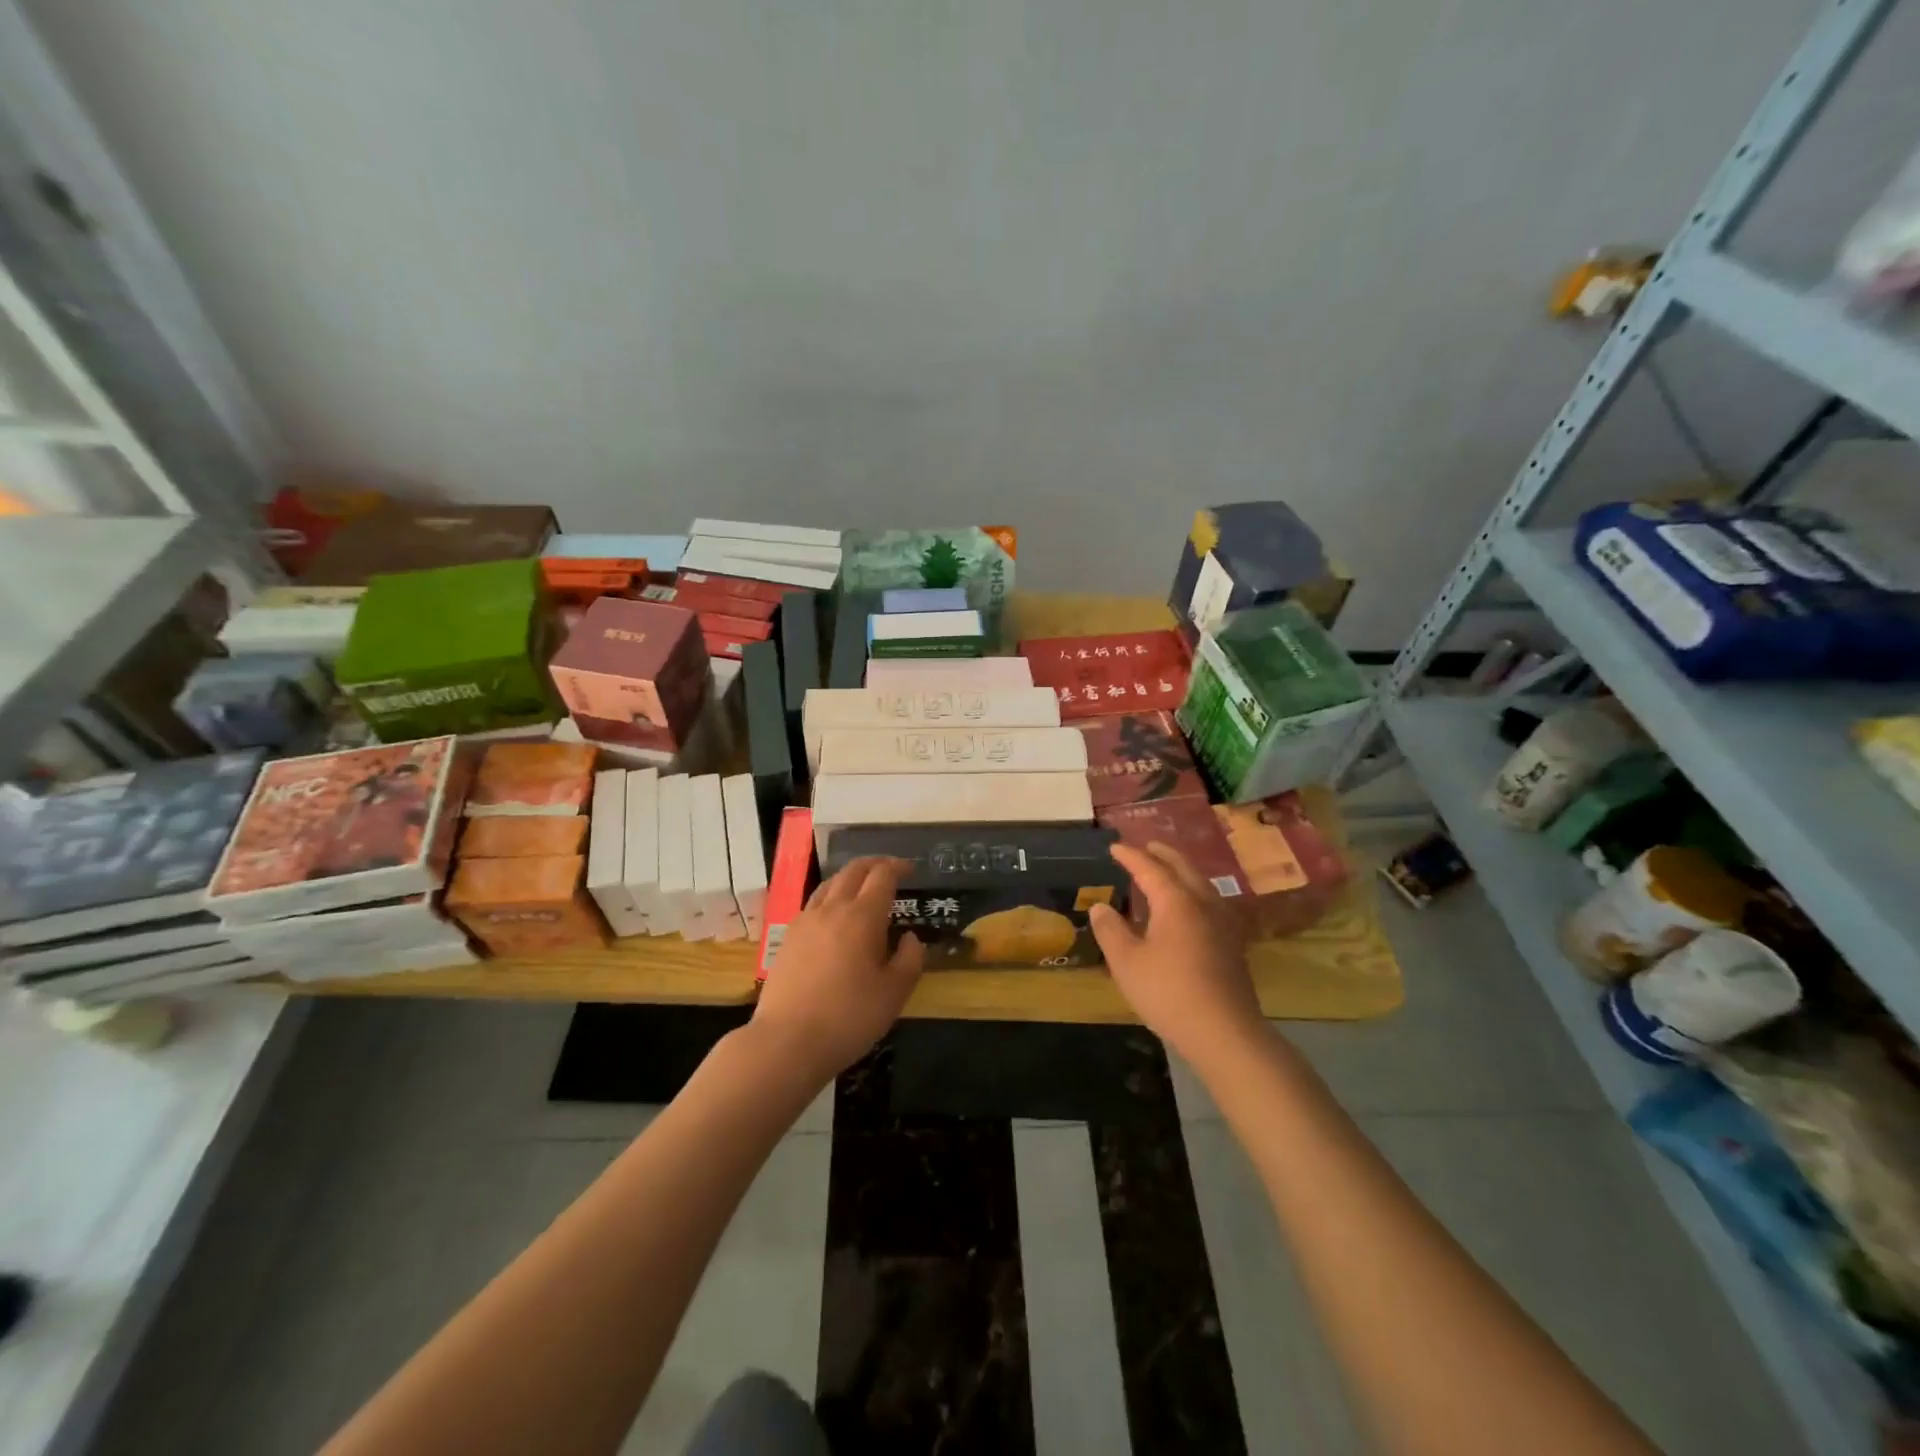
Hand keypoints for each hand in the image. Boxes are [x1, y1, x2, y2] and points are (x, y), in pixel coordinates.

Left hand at [748, 856, 923, 1083]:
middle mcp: (832, 909)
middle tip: (890, 869)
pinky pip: (813, 903)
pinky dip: (830, 896)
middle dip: (874, 864)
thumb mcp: (894, 993)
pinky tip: (834, 915)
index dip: (898, 867)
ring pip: (830, 883)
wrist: (787, 1041)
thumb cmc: (849, 1017)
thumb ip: (909, 959)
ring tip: (862, 886)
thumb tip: (909, 938)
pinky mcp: (788, 937)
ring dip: (850, 877)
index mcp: (862, 916)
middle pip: (853, 871)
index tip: (910, 870)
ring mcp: (805, 921)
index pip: (882, 876)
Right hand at [1089, 842, 1262, 1065]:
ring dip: (1181, 871)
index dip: (1130, 856)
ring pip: (1201, 883)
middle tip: (1146, 846)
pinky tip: (1188, 908)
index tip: (1114, 847)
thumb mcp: (1126, 963)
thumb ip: (1110, 930)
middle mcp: (1203, 903)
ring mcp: (1224, 923)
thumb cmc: (1169, 993)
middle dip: (1162, 854)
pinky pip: (1210, 901)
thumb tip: (1100, 907)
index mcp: (1176, 901)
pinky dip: (1193, 891)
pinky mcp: (1233, 943)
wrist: (1225, 1033)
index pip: (1150, 868)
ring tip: (1166, 871)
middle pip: (1183, 868)